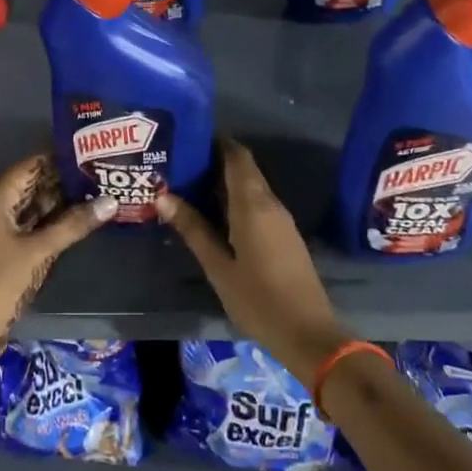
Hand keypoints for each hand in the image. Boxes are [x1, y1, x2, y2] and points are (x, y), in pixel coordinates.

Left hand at [0, 154, 115, 376]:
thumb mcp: (38, 251)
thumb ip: (73, 225)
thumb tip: (111, 201)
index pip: (29, 167)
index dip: (57, 158)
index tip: (89, 152)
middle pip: (30, 186)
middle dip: (62, 182)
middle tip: (99, 173)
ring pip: (30, 209)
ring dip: (58, 204)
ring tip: (95, 193)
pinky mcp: (0, 252)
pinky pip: (27, 228)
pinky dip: (48, 224)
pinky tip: (76, 223)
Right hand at [156, 138, 348, 379]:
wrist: (308, 333)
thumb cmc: (258, 298)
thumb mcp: (217, 266)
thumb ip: (193, 229)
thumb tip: (163, 196)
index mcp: (253, 205)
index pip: (237, 156)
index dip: (216, 142)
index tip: (189, 137)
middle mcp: (270, 204)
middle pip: (243, 170)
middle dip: (214, 162)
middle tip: (179, 163)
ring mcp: (280, 220)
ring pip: (250, 188)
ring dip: (223, 183)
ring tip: (188, 185)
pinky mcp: (284, 236)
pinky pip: (257, 205)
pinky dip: (234, 201)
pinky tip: (213, 213)